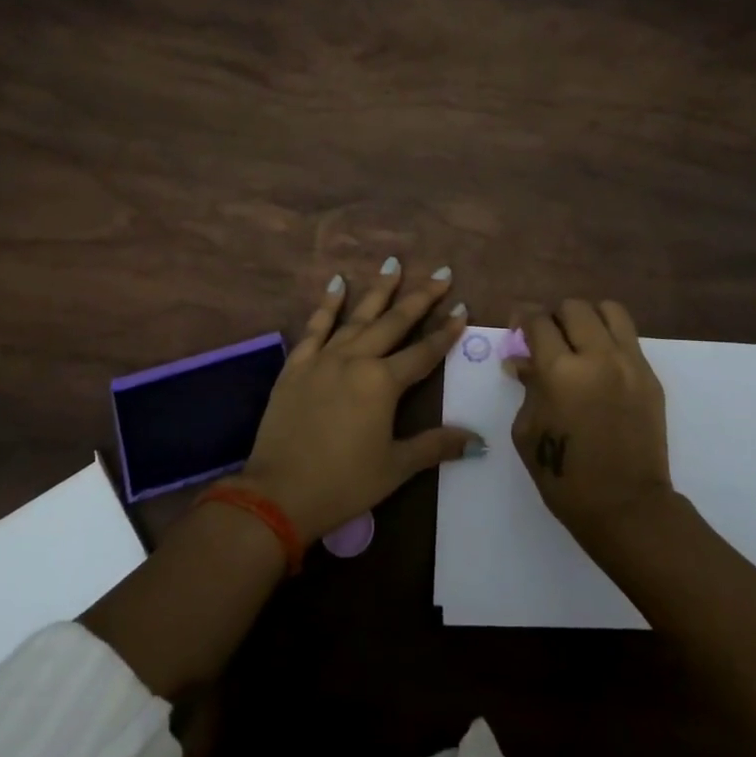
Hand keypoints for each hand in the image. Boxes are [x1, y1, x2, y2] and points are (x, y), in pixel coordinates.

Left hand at [235, 260, 480, 544]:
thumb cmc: (343, 483)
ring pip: (357, 316)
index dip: (446, 331)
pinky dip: (327, 304)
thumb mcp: (396, 467)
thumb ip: (436, 446)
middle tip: (440, 273)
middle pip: (394, 322)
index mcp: (383, 383)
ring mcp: (323, 359)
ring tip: (393, 263)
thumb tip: (477, 440)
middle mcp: (356, 360)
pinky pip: (315, 327)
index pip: (423, 352)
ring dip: (378, 290)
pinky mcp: (296, 366)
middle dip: (420, 297)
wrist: (278, 493)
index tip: (462, 306)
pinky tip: (337, 283)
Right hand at [508, 299, 674, 543]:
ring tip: (579, 341)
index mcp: (560, 372)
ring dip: (588, 319)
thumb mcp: (528, 432)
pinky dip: (609, 339)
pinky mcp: (651, 376)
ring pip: (609, 310)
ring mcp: (630, 364)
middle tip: (548, 339)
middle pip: (574, 307)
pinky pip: (628, 338)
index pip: (539, 321)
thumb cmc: (565, 476)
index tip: (518, 325)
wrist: (626, 507)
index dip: (523, 317)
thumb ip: (527, 387)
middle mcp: (598, 357)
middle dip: (555, 317)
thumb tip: (521, 360)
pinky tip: (600, 365)